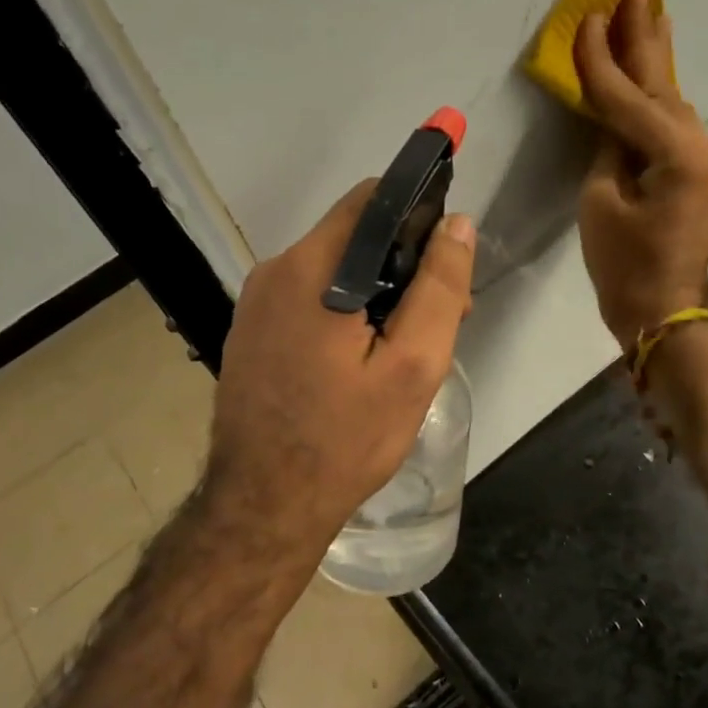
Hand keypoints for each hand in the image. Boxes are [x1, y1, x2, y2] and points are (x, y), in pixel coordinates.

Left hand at [204, 183, 475, 558]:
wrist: (263, 506)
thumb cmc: (345, 438)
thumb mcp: (412, 366)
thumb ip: (438, 288)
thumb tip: (456, 224)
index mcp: (312, 269)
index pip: (372, 200)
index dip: (419, 213)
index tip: (448, 256)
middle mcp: (275, 272)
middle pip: (354, 237)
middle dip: (404, 264)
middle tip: (442, 320)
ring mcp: (256, 304)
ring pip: (333, 270)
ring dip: (377, 293)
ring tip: (406, 349)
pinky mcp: (251, 333)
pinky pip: (309, 300)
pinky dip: (344, 313)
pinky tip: (363, 361)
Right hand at [575, 0, 707, 350]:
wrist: (663, 313)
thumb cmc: (624, 267)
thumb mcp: (599, 202)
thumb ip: (608, 145)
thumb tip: (613, 114)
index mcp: (681, 158)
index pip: (630, 99)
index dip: (602, 60)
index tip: (587, 17)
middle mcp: (707, 149)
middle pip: (665, 86)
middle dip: (645, 37)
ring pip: (673, 103)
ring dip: (654, 62)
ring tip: (644, 14)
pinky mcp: (707, 172)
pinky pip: (677, 125)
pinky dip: (658, 98)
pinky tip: (653, 70)